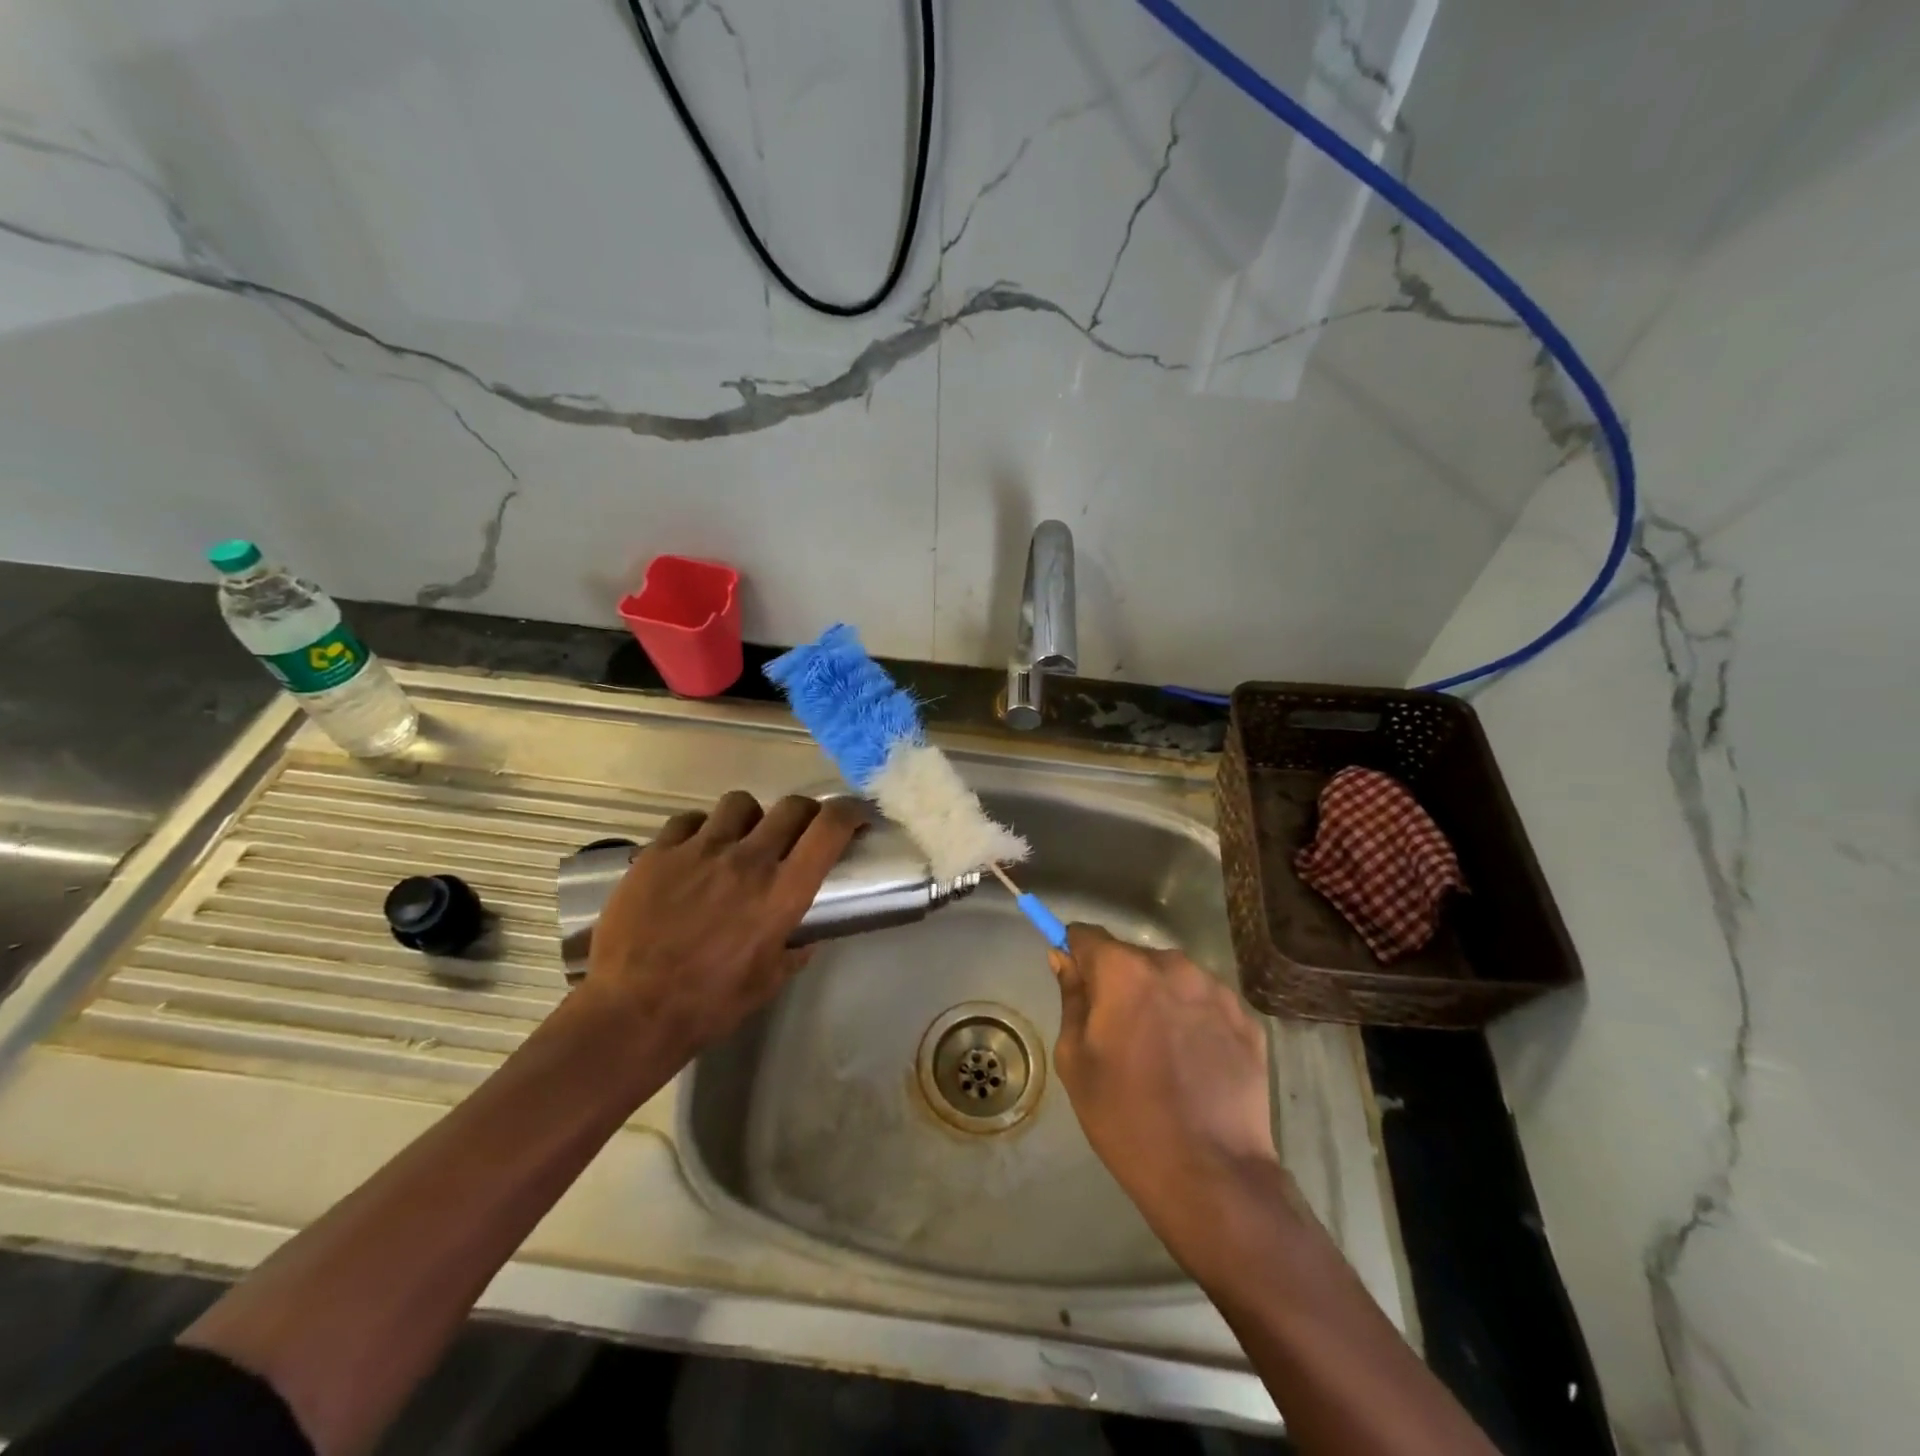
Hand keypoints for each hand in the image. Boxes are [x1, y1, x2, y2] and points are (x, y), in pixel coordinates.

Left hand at [583, 791, 863, 1060]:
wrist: (630, 1013)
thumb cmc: (708, 1005)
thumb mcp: (767, 983)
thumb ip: (793, 951)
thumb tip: (804, 937)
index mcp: (782, 892)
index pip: (829, 828)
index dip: (850, 812)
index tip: (855, 817)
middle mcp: (747, 860)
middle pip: (791, 806)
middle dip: (804, 814)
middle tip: (799, 831)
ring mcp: (700, 850)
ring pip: (740, 803)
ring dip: (750, 818)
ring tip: (740, 839)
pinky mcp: (658, 853)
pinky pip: (689, 820)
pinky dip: (700, 830)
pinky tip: (694, 853)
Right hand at [1051, 924, 1282, 1258]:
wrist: (1210, 1175)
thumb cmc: (1126, 1116)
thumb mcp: (1076, 1059)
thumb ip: (1072, 998)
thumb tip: (1064, 959)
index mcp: (1124, 971)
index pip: (1088, 936)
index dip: (1075, 953)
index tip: (1075, 981)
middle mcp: (1173, 965)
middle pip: (1134, 958)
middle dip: (1120, 983)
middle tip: (1118, 1032)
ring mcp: (1217, 990)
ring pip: (1173, 979)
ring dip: (1160, 999)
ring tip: (1161, 1052)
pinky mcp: (1247, 1019)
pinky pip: (1206, 1004)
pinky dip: (1194, 1020)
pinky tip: (1194, 1064)